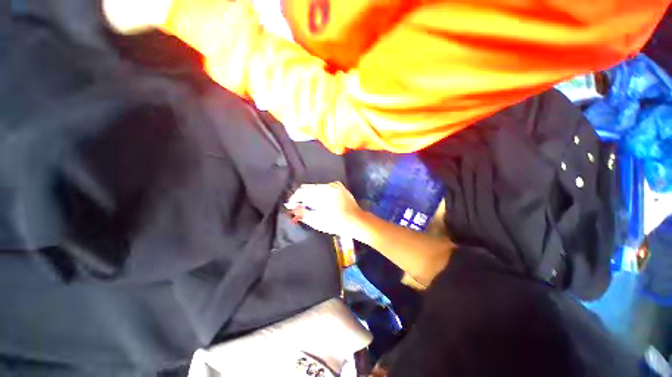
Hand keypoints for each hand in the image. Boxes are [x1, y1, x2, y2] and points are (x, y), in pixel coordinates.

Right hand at [285, 182, 362, 235]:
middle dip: (302, 196)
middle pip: (309, 188)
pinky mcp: (339, 186)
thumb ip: (303, 214)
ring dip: (311, 194)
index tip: (291, 205)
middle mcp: (327, 186)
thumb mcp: (317, 222)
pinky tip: (321, 201)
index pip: (301, 192)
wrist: (357, 220)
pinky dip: (320, 192)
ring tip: (310, 205)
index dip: (294, 198)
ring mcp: (334, 185)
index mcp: (321, 194)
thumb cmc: (337, 223)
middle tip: (299, 206)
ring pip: (316, 187)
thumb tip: (293, 208)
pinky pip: (325, 187)